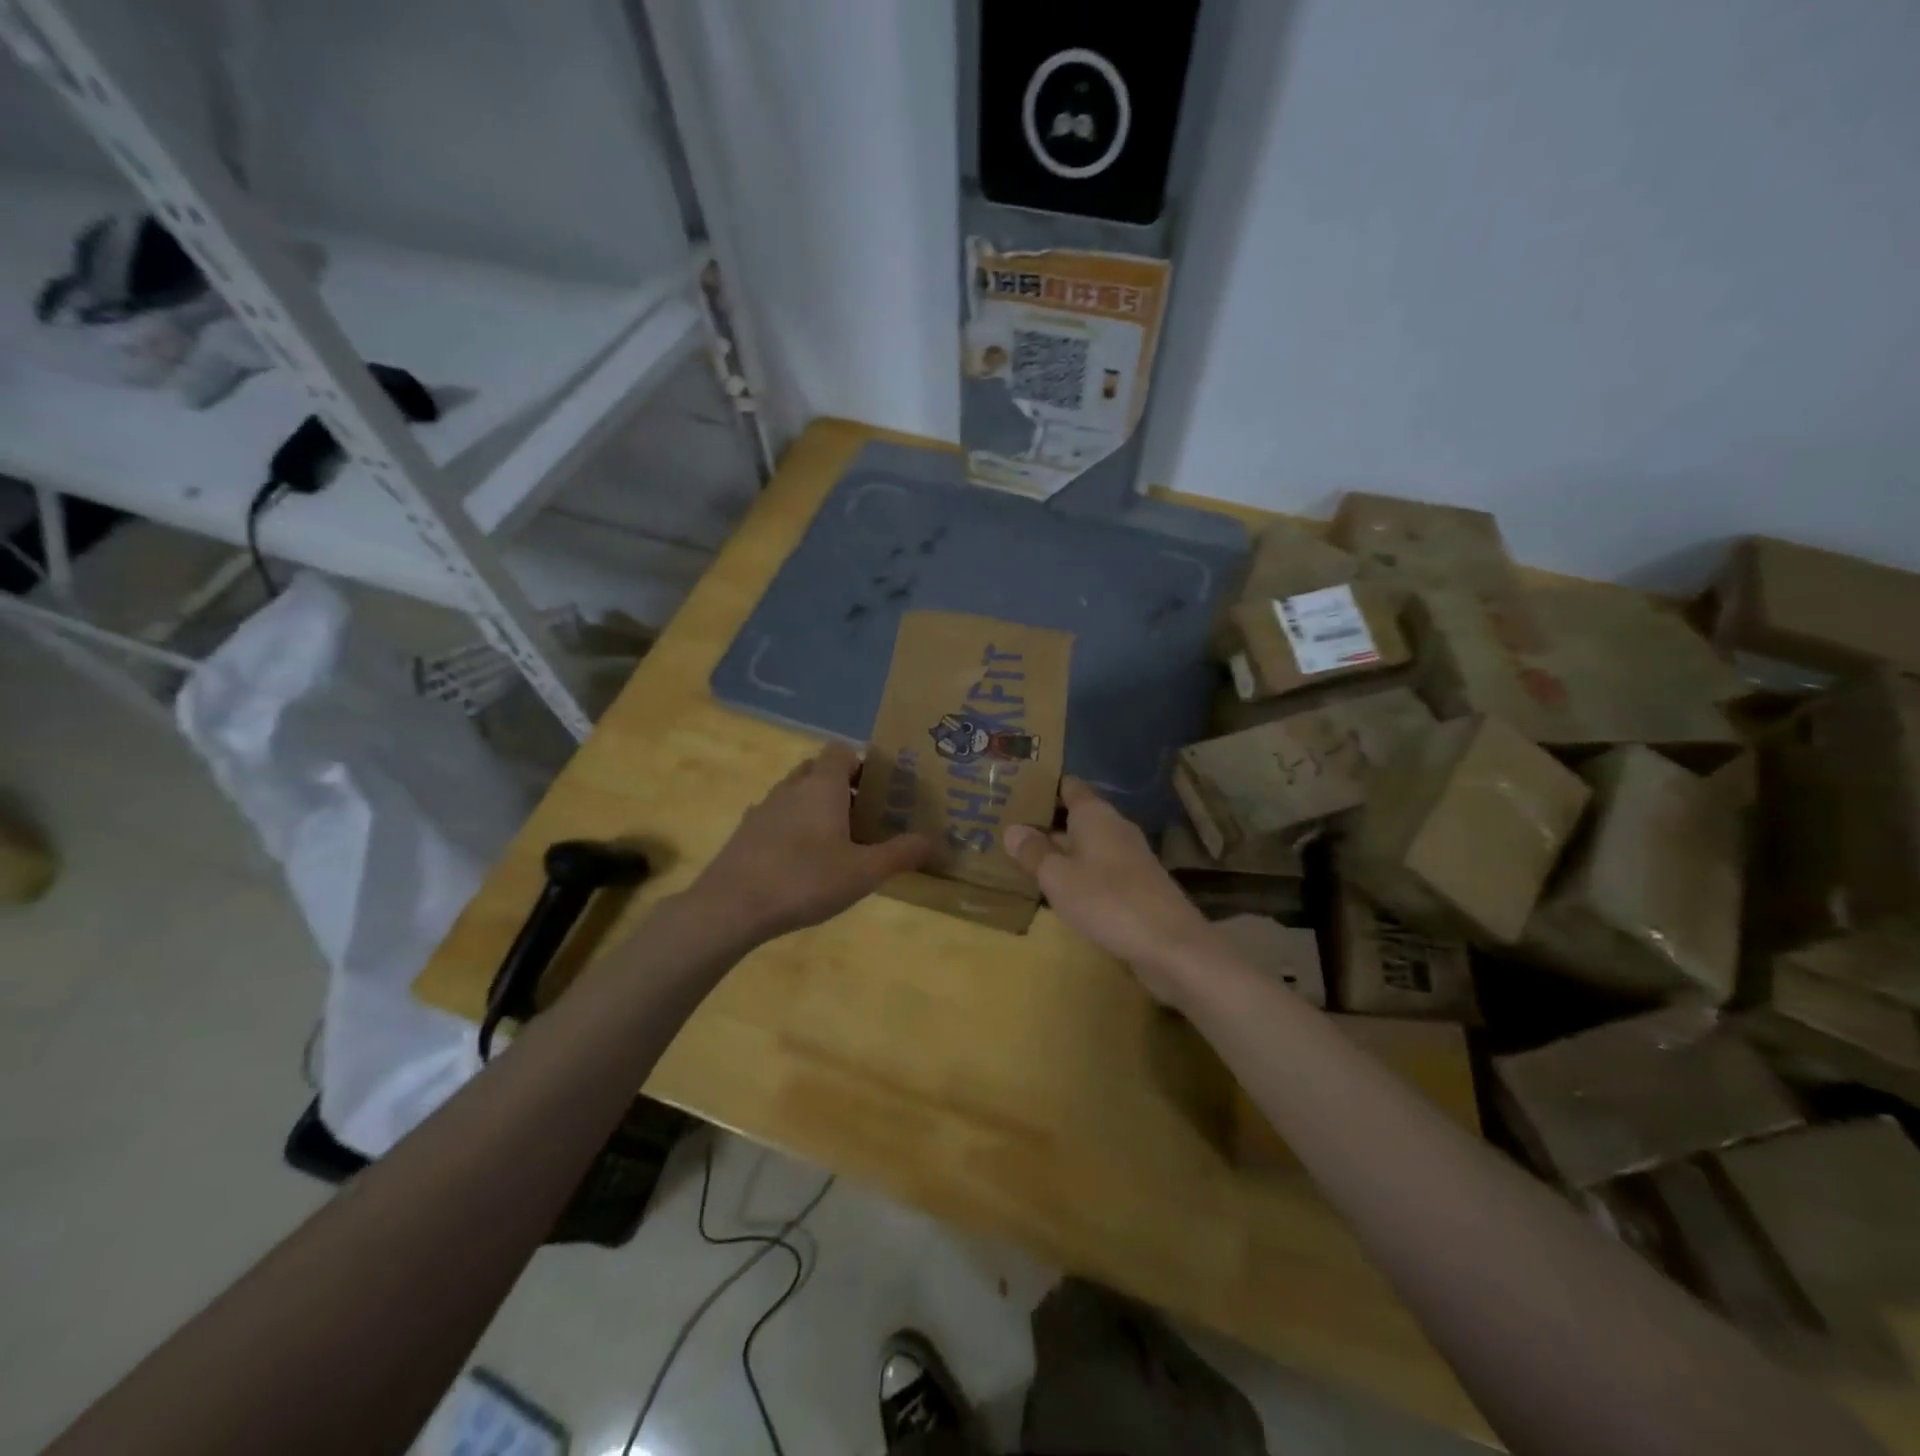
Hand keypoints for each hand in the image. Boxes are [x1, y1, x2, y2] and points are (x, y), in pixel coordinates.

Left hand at [690, 743, 931, 942]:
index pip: (842, 750)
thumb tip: (935, 841)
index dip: (863, 764)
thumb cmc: (805, 879)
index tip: (880, 790)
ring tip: (837, 842)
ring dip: (816, 808)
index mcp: (822, 785)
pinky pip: (777, 818)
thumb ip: (901, 854)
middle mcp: (791, 787)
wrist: (731, 907)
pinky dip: (793, 829)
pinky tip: (803, 863)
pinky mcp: (745, 833)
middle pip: (818, 769)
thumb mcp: (864, 872)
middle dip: (842, 786)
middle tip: (865, 816)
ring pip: (796, 794)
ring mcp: (763, 809)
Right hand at [1005, 777, 1212, 1000]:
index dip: (1043, 786)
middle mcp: (1114, 826)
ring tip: (1024, 857)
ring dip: (1060, 849)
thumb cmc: (1107, 900)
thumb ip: (1033, 852)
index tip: (1015, 790)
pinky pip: (1098, 867)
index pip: (1068, 786)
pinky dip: (1077, 871)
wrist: (1170, 944)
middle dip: (1046, 821)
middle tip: (1007, 827)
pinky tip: (1058, 888)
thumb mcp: (1058, 877)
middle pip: (1076, 814)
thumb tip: (1012, 829)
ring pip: (1086, 843)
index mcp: (1095, 814)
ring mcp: (1128, 856)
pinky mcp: (1136, 883)